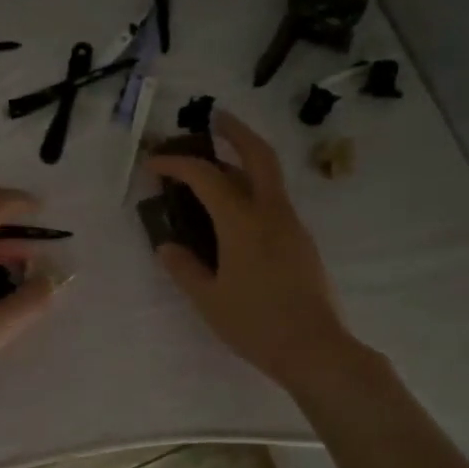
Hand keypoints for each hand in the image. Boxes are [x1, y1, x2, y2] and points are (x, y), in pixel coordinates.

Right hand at [146, 111, 352, 387]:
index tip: (154, 163)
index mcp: (243, 223)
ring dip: (246, 158)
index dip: (177, 164)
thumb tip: (167, 246)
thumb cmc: (255, 324)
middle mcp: (271, 213)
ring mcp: (292, 225)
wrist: (315, 348)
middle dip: (235, 131)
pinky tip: (237, 208)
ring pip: (270, 176)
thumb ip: (184, 268)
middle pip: (257, 155)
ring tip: (220, 161)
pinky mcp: (301, 241)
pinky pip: (274, 200)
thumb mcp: (208, 299)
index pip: (206, 177)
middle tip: (214, 119)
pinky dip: (254, 187)